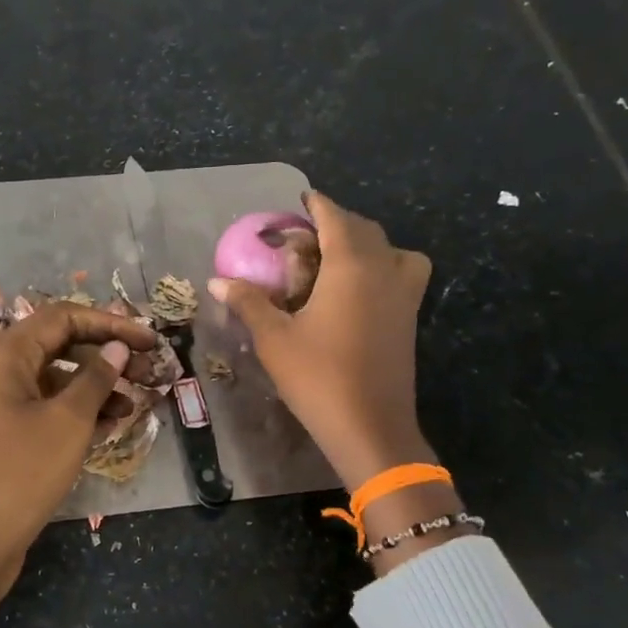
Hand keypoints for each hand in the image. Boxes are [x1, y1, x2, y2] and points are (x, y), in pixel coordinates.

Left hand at [0, 302, 160, 627]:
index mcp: (5, 354)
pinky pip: (47, 407)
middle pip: (60, 345)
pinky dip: (78, 411)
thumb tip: (117, 348)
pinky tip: (112, 424)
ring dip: (97, 386)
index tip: (150, 339)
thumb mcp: (68, 421)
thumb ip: (97, 378)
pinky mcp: (5, 432)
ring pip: (56, 379)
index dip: (110, 323)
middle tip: (149, 371)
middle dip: (106, 355)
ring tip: (135, 403)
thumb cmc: (20, 472)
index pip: (63, 317)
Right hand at [211, 193, 460, 573]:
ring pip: (393, 249)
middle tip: (306, 235)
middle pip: (365, 229)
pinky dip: (385, 266)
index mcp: (351, 267)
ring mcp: (404, 295)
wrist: (370, 427)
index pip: (335, 218)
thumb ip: (248, 302)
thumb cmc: (318, 377)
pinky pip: (404, 273)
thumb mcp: (274, 338)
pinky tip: (357, 291)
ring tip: (337, 259)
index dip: (317, 205)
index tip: (301, 199)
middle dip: (337, 223)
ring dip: (367, 243)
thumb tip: (216, 280)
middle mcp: (384, 271)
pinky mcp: (410, 318)